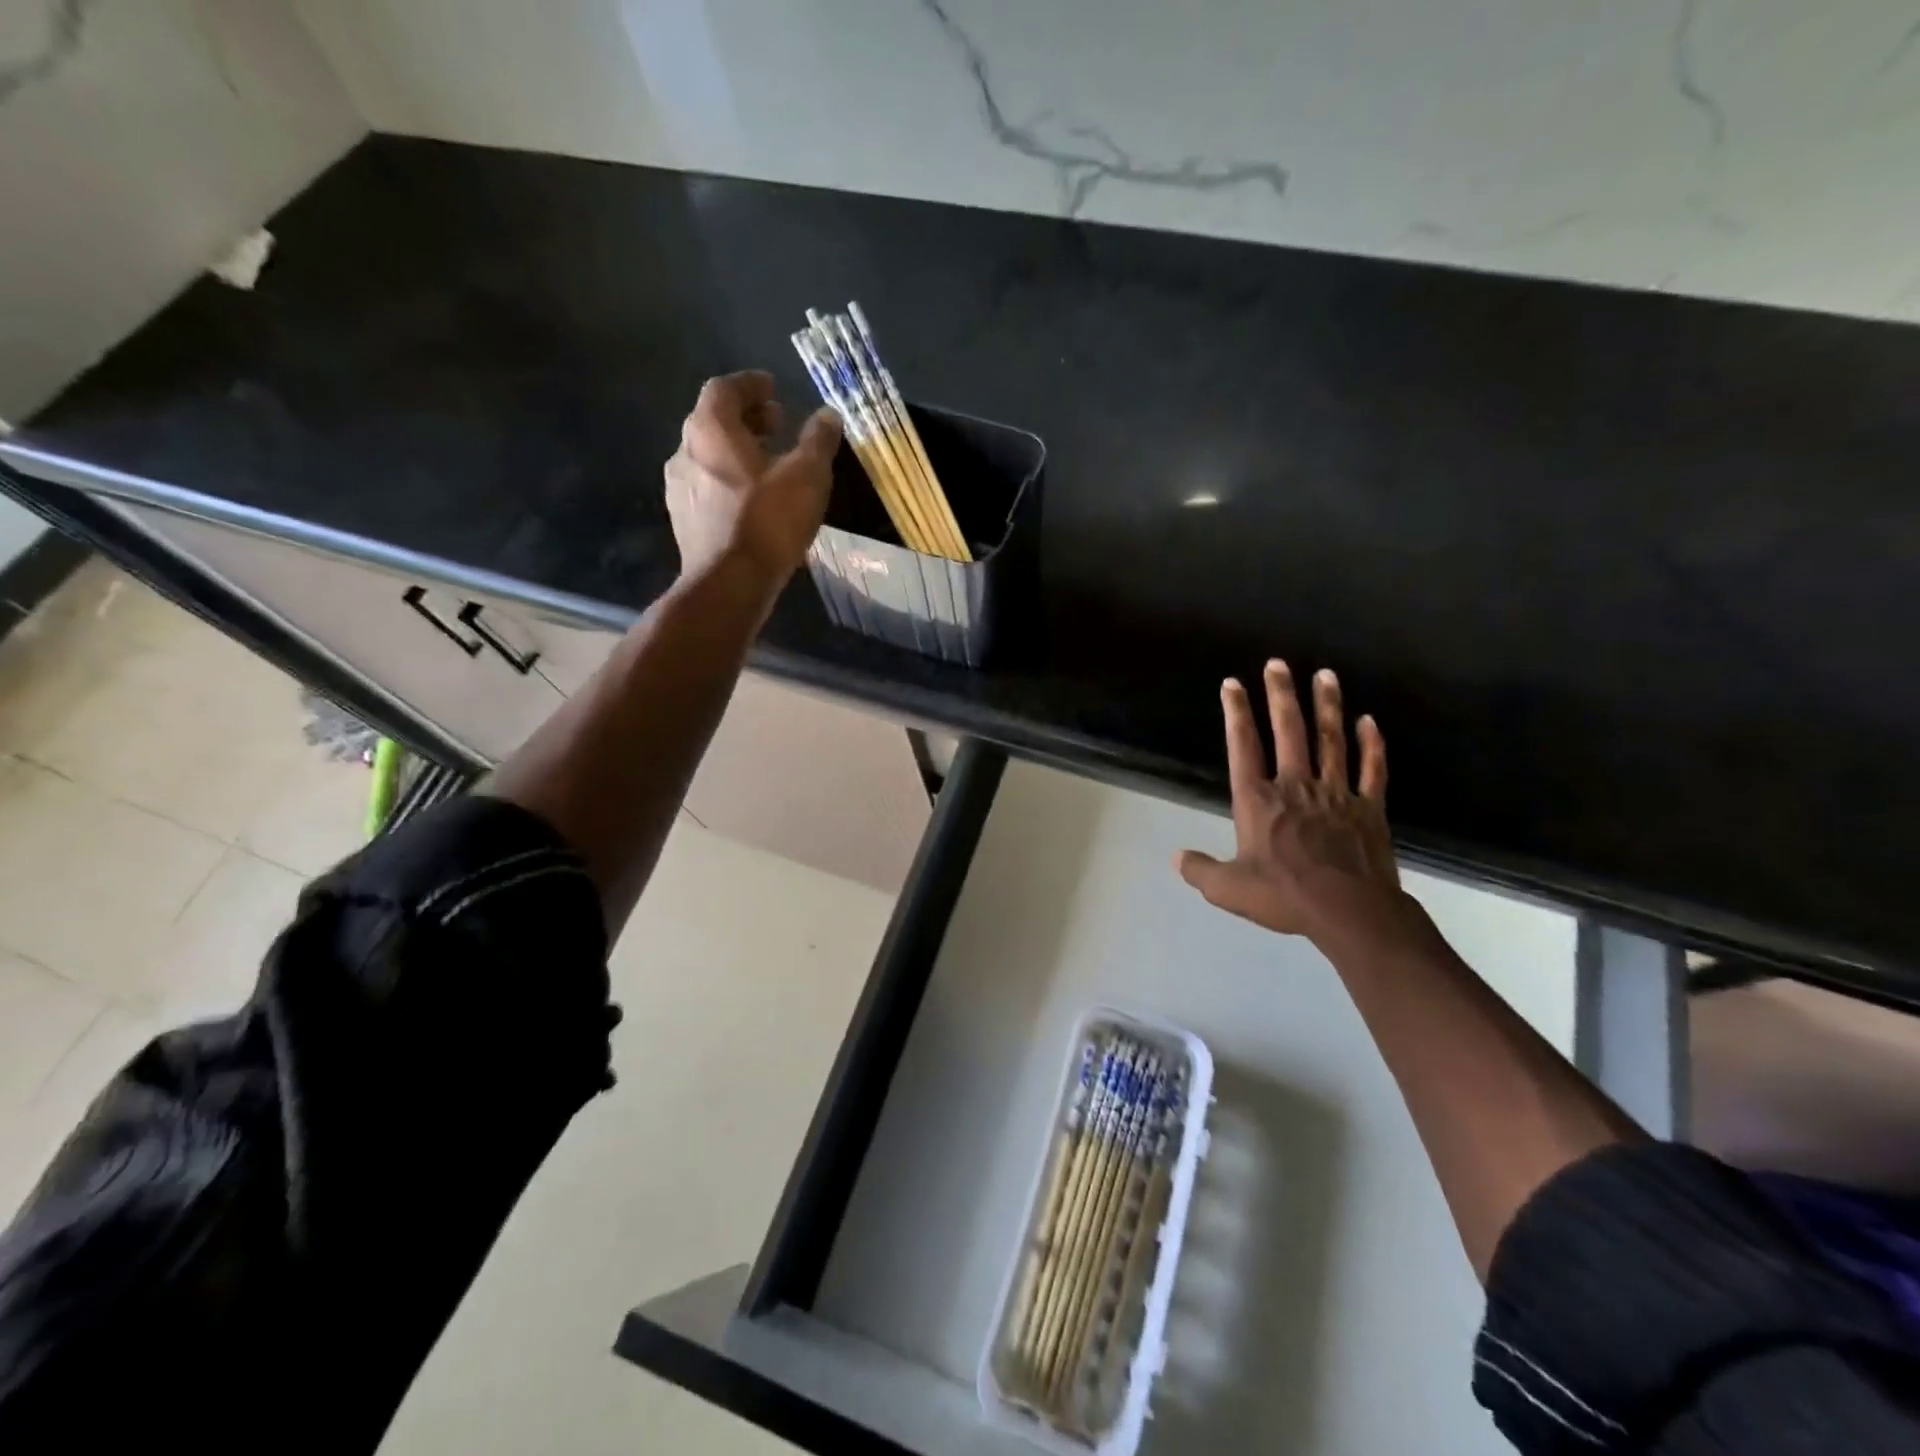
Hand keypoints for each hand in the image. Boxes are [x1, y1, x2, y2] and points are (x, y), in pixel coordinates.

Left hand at [664, 371, 841, 588]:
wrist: (729, 583)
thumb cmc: (768, 521)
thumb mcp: (807, 476)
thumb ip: (818, 441)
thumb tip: (828, 415)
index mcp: (710, 430)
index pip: (724, 389)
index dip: (750, 385)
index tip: (773, 388)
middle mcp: (685, 452)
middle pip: (713, 422)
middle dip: (747, 419)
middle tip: (777, 425)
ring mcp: (679, 489)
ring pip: (709, 457)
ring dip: (738, 453)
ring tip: (769, 465)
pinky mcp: (684, 522)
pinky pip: (708, 488)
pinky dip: (730, 482)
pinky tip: (754, 502)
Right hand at [1177, 661, 1405, 944]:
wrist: (1350, 912)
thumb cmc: (1284, 896)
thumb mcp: (1228, 889)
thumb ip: (1200, 870)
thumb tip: (1176, 858)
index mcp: (1258, 800)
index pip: (1243, 746)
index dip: (1236, 713)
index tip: (1233, 684)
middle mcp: (1295, 786)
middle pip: (1289, 731)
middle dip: (1281, 695)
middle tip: (1278, 663)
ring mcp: (1336, 793)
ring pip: (1331, 740)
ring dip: (1327, 706)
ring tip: (1325, 674)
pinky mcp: (1369, 808)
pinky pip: (1371, 769)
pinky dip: (1371, 744)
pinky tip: (1368, 721)